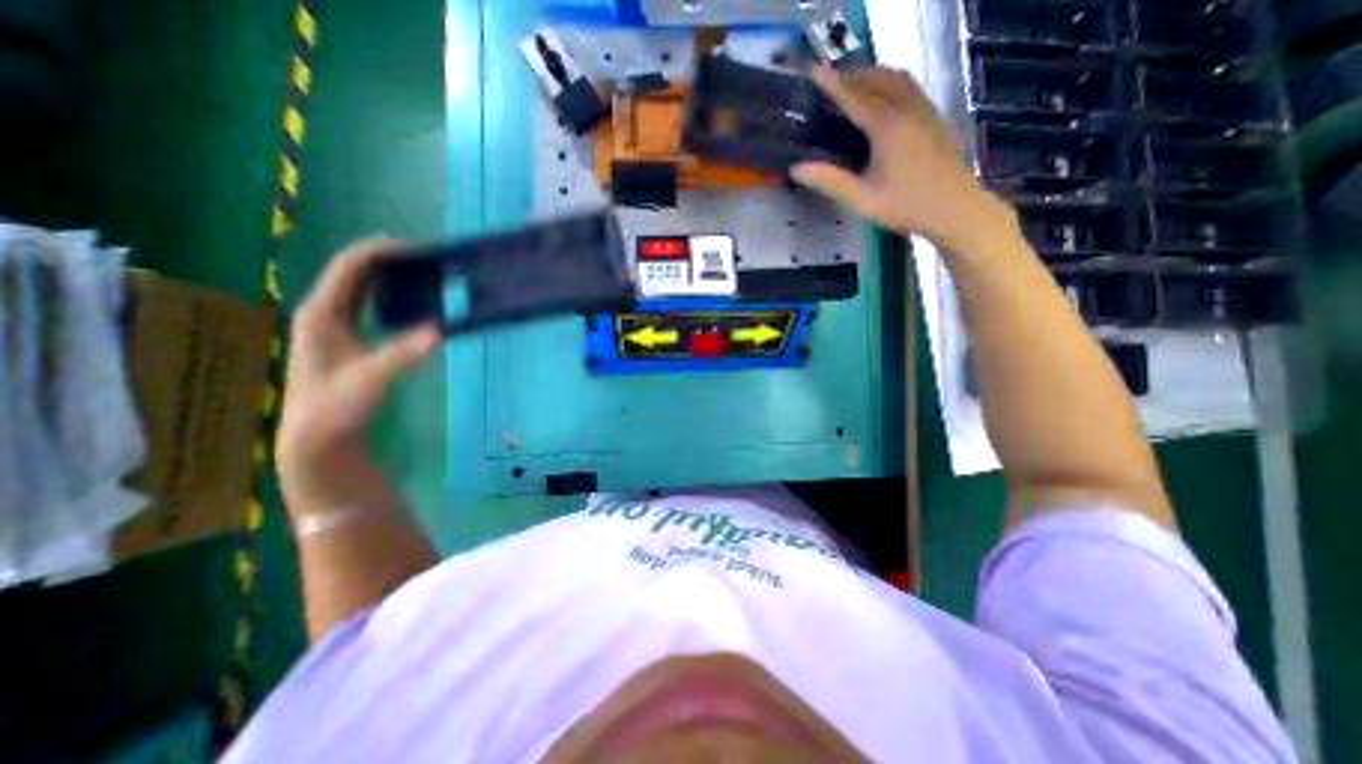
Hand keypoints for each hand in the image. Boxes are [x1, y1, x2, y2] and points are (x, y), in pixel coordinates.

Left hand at [274, 238, 442, 513]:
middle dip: (389, 260)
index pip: (351, 265)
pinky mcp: (346, 338)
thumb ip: (404, 354)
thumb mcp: (371, 378)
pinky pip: (368, 304)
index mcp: (322, 312)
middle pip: (355, 271)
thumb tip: (441, 331)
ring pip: (361, 287)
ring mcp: (333, 324)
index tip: (420, 249)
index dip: (382, 251)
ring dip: (390, 276)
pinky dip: (390, 295)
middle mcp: (324, 311)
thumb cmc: (336, 406)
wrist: (318, 437)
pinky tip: (412, 303)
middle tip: (429, 260)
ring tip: (424, 275)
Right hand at [795, 67, 1014, 253]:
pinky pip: (910, 87)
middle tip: (831, 79)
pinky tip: (885, 97)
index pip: (855, 97)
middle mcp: (907, 109)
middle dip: (853, 74)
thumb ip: (830, 181)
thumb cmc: (906, 206)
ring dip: (874, 74)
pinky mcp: (935, 117)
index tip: (814, 70)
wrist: (955, 209)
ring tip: (855, 82)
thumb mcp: (862, 199)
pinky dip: (891, 82)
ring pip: (898, 79)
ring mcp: (925, 110)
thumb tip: (796, 169)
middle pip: (878, 79)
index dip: (833, 84)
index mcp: (887, 127)